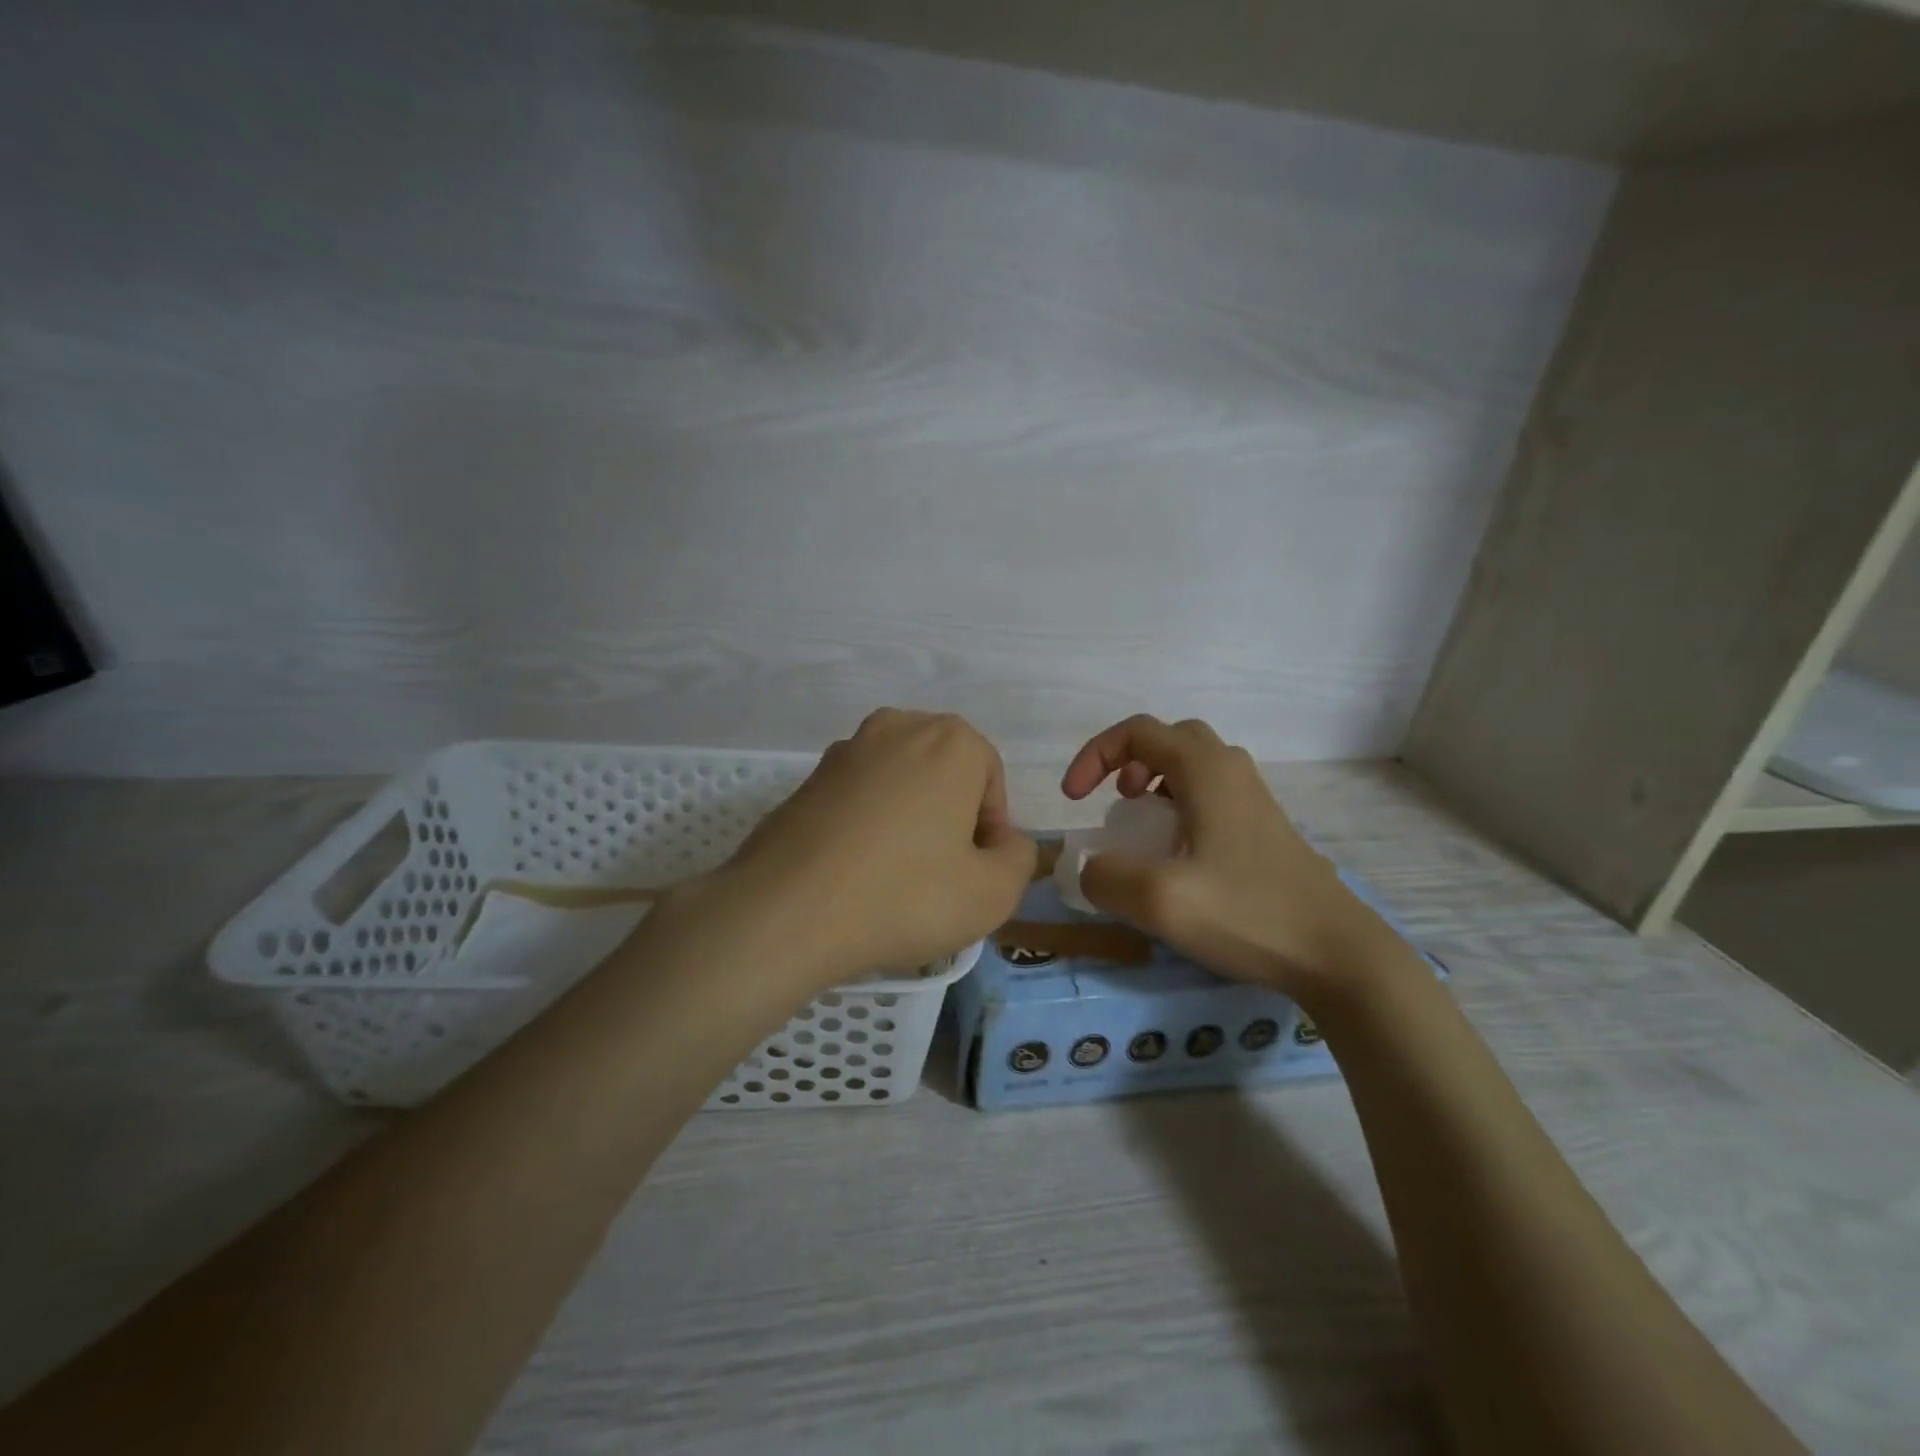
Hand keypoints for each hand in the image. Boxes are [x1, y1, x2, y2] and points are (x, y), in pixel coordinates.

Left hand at [716, 709, 1037, 987]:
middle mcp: (898, 728)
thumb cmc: (906, 895)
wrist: (787, 911)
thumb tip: (1004, 842)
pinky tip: (856, 873)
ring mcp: (846, 750)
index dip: (990, 830)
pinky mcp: (807, 779)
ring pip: (900, 786)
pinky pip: (858, 799)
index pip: (990, 780)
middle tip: (941, 876)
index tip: (973, 872)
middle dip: (950, 820)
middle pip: (944, 776)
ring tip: (896, 879)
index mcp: (950, 740)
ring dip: (908, 822)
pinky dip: (867, 827)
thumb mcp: (993, 893)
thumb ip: (1019, 858)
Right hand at [1061, 715, 1390, 1002]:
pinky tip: (1179, 855)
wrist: (1337, 953)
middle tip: (1117, 801)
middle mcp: (1231, 771)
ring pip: (1194, 766)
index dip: (1094, 756)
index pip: (1136, 732)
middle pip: (1170, 738)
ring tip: (1142, 825)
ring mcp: (1254, 800)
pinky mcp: (1266, 830)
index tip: (1074, 800)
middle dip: (1129, 761)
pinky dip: (1180, 806)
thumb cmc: (1247, 913)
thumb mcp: (1160, 900)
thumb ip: (1107, 877)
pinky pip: (1212, 796)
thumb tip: (1091, 869)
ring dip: (1156, 782)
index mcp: (1205, 770)